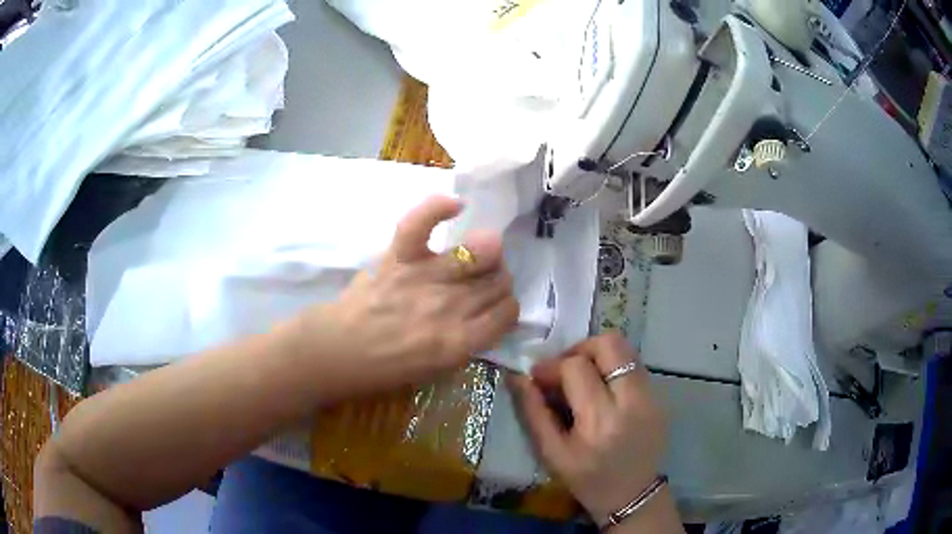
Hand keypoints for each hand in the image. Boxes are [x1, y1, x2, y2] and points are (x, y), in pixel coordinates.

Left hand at [298, 196, 519, 394]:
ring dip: (486, 252)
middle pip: (499, 281)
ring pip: (481, 251)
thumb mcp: (438, 369)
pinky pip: (422, 223)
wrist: (338, 351)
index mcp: (459, 342)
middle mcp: (450, 307)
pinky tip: (456, 205)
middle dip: (498, 281)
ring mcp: (424, 277)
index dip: (507, 307)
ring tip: (474, 255)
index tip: (496, 307)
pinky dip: (438, 208)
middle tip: (482, 283)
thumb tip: (489, 311)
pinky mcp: (399, 257)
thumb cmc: (385, 367)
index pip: (507, 312)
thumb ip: (469, 340)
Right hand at [509, 333, 665, 522]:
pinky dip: (614, 369)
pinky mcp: (661, 398)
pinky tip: (603, 391)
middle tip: (565, 369)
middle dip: (580, 349)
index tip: (539, 378)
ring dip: (598, 356)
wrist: (632, 496)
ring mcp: (652, 397)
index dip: (552, 366)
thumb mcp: (552, 453)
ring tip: (583, 378)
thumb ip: (533, 412)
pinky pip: (635, 366)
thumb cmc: (586, 480)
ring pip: (626, 350)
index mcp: (601, 420)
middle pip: (610, 344)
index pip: (576, 367)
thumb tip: (518, 376)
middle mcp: (633, 401)